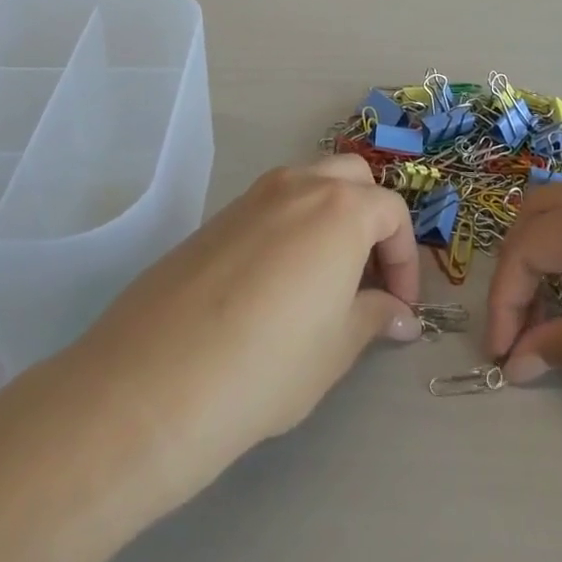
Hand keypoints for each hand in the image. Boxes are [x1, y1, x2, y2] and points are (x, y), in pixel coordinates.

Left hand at [69, 155, 421, 502]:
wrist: (155, 381)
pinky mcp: (217, 216)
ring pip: (309, 184)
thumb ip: (373, 317)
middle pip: (353, 180)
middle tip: (368, 275)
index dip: (406, 260)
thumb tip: (398, 315)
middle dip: (372, 219)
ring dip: (331, 216)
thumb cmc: (267, 365)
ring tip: (326, 278)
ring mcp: (252, 196)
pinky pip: (271, 205)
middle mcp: (298, 185)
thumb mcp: (335, 348)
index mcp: (340, 208)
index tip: (401, 307)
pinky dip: (292, 225)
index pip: (393, 213)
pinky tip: (277, 282)